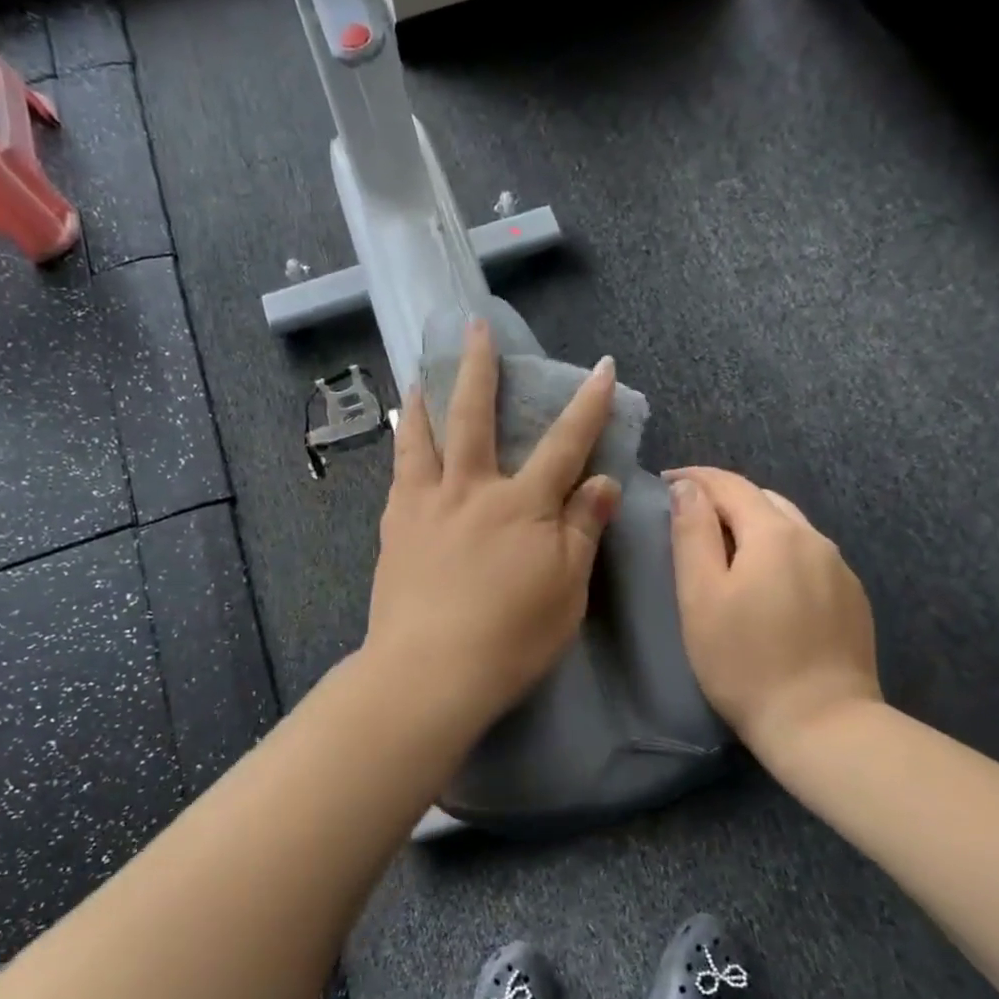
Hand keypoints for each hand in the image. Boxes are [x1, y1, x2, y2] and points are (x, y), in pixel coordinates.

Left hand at [364, 321, 622, 728]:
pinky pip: (399, 473)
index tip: (602, 368)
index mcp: (523, 505)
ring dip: (424, 399)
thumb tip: (602, 482)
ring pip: (422, 436)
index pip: (565, 444)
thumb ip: (583, 530)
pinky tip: (402, 441)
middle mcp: (472, 490)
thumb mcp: (566, 590)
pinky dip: (402, 446)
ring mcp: (426, 505)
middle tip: (473, 327)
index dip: (588, 405)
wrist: (429, 672)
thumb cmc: (510, 638)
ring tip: (419, 374)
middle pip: (474, 416)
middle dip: (479, 367)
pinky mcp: (395, 527)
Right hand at [668, 467, 881, 759]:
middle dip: (724, 500)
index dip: (695, 478)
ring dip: (754, 527)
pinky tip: (767, 585)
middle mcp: (814, 539)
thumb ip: (692, 534)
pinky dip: (780, 554)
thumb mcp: (701, 595)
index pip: (730, 484)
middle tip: (689, 519)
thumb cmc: (745, 661)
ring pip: (790, 528)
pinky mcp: (852, 599)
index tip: (664, 482)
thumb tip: (688, 488)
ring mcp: (839, 569)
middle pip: (763, 500)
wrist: (822, 724)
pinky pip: (809, 558)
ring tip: (725, 551)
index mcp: (775, 532)